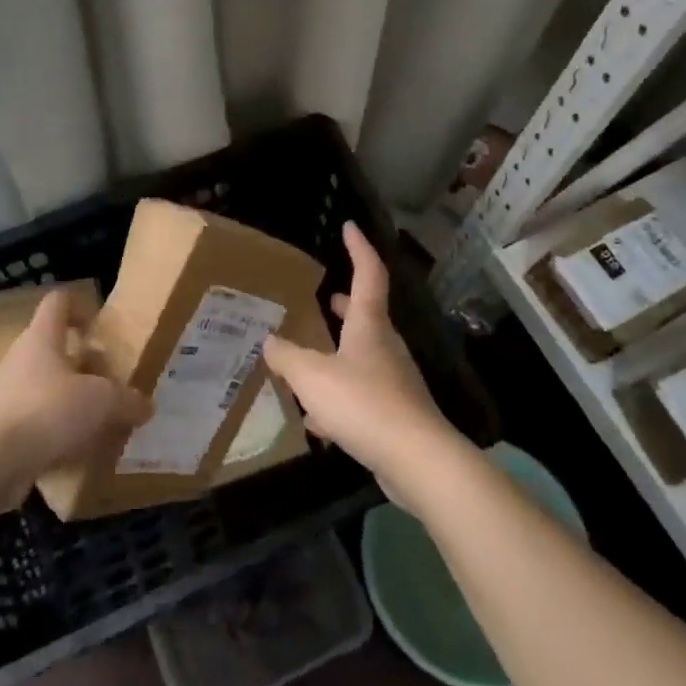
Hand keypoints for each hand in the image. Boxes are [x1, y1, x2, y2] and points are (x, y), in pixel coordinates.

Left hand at [0, 289, 151, 488]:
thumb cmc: (48, 411)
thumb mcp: (102, 402)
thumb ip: (128, 400)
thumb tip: (146, 405)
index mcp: (43, 337)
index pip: (59, 302)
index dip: (82, 307)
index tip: (102, 329)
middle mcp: (23, 357)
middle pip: (57, 347)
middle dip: (86, 363)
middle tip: (113, 382)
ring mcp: (9, 392)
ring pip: (49, 385)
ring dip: (74, 398)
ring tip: (102, 419)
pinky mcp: (4, 426)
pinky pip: (38, 417)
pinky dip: (59, 428)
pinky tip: (80, 448)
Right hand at [261, 222, 462, 495]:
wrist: (416, 458)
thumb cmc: (363, 403)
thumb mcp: (312, 375)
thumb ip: (287, 356)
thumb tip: (269, 341)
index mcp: (368, 325)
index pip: (367, 274)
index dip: (359, 248)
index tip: (349, 227)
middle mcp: (385, 347)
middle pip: (366, 316)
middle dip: (345, 305)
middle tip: (326, 297)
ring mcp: (393, 381)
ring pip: (362, 357)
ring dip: (339, 352)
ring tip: (311, 358)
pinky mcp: (394, 414)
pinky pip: (361, 395)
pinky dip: (339, 398)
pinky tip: (318, 421)